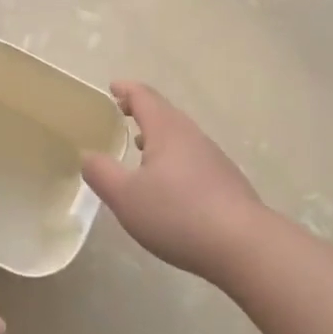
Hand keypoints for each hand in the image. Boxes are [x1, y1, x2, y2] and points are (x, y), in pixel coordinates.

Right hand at [82, 81, 263, 281]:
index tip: (111, 87)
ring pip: (180, 136)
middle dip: (141, 110)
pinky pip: (192, 158)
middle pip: (165, 113)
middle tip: (120, 113)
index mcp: (167, 131)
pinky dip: (173, 157)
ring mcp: (213, 158)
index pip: (144, 97)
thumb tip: (89, 156)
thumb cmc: (177, 214)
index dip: (126, 90)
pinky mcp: (225, 182)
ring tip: (139, 146)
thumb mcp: (125, 196)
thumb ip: (101, 173)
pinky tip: (167, 183)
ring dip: (158, 135)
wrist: (244, 246)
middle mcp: (193, 136)